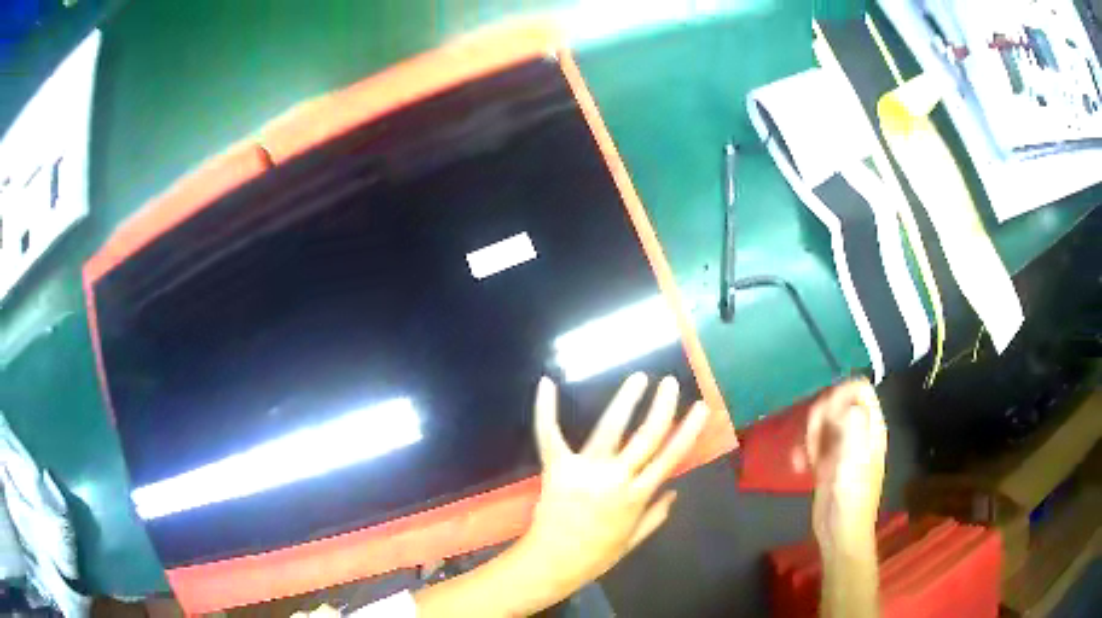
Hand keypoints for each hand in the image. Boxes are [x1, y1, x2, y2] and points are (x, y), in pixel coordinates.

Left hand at [515, 373, 709, 599]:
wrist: (553, 562)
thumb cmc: (595, 556)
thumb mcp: (633, 541)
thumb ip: (656, 515)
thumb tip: (674, 491)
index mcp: (638, 496)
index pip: (670, 457)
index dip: (689, 430)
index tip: (701, 406)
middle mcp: (616, 479)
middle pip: (646, 436)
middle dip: (662, 407)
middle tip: (670, 382)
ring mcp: (585, 470)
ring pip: (610, 428)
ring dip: (626, 400)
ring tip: (639, 378)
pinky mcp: (557, 467)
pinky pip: (550, 434)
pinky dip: (546, 409)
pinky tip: (547, 383)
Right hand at [800, 378, 886, 555]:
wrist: (839, 532)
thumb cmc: (851, 495)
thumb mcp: (855, 457)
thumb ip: (854, 424)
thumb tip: (844, 402)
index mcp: (871, 427)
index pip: (859, 389)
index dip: (839, 394)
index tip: (825, 415)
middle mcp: (858, 431)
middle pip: (838, 401)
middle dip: (820, 414)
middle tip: (810, 436)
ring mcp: (842, 447)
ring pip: (823, 421)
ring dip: (809, 433)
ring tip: (804, 455)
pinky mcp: (827, 463)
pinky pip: (813, 443)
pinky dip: (803, 450)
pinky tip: (799, 465)